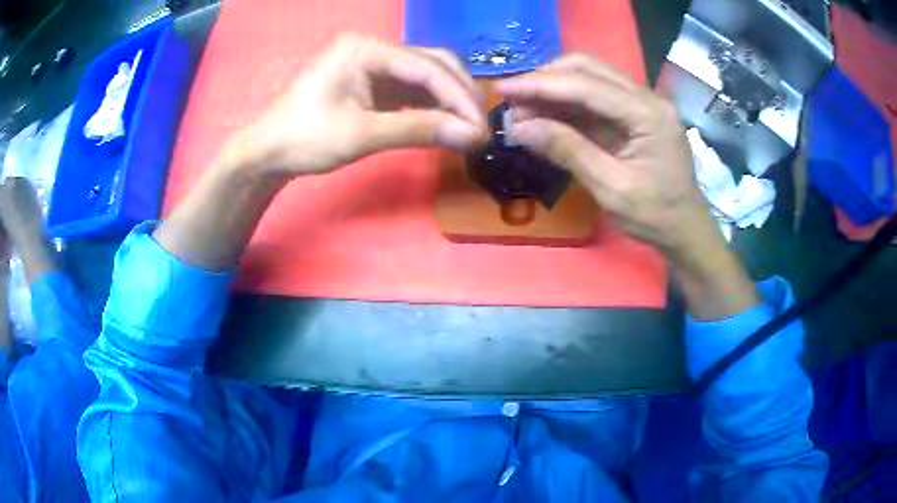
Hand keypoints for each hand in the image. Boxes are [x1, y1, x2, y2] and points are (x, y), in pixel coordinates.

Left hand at [222, 34, 486, 175]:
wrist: (269, 152)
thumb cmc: (305, 138)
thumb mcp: (361, 135)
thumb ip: (417, 130)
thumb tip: (472, 137)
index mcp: (365, 49)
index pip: (427, 67)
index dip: (459, 98)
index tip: (481, 129)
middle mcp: (374, 48)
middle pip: (433, 64)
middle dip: (460, 96)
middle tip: (479, 130)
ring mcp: (374, 64)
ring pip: (427, 76)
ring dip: (450, 101)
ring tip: (469, 129)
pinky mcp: (374, 82)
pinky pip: (413, 89)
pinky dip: (433, 107)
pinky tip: (446, 124)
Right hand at [496, 54, 715, 256]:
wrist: (685, 228)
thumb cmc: (655, 216)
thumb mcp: (611, 189)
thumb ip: (568, 151)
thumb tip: (518, 128)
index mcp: (649, 114)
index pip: (587, 86)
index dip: (541, 85)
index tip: (503, 90)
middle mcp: (647, 97)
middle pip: (588, 69)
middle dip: (545, 80)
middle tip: (512, 101)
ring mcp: (642, 102)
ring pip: (590, 77)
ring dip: (553, 89)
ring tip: (522, 110)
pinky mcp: (635, 113)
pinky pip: (595, 97)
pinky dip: (566, 103)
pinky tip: (545, 115)